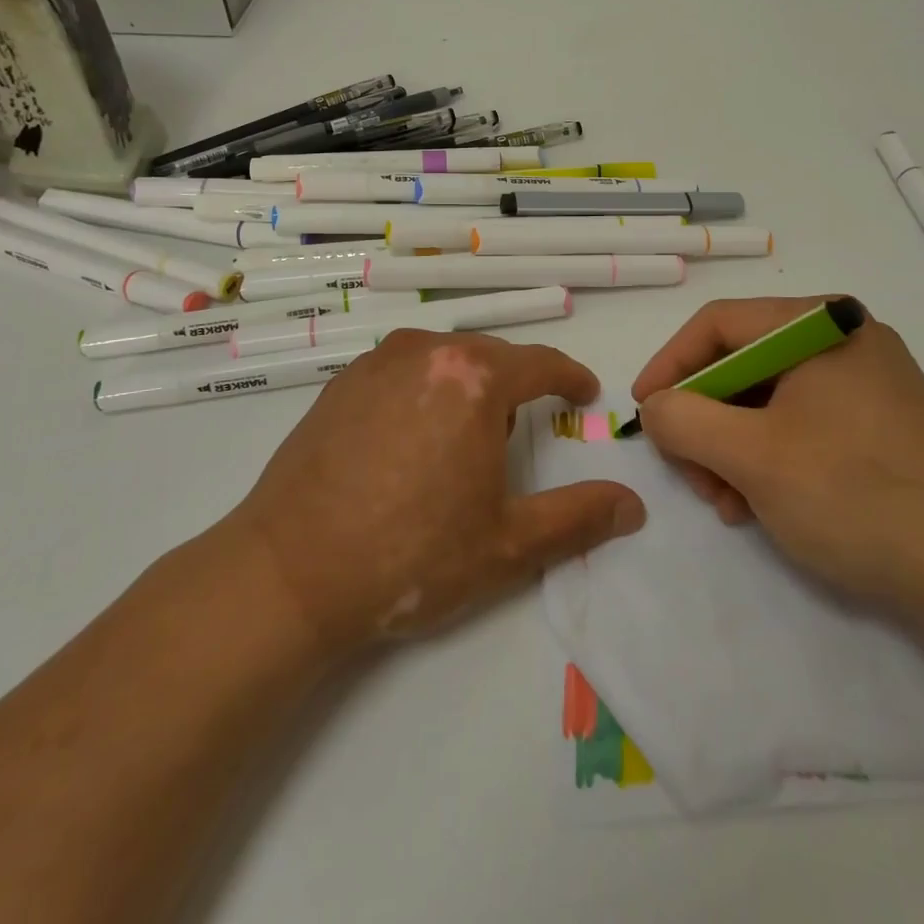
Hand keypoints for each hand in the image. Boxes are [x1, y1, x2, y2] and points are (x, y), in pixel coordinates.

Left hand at [233, 330, 645, 655]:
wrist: (290, 571)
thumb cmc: (411, 556)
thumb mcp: (507, 545)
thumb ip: (579, 518)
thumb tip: (633, 506)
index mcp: (475, 379)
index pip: (541, 363)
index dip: (570, 377)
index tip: (584, 394)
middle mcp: (428, 352)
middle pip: (491, 358)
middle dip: (514, 391)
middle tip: (512, 442)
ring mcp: (378, 362)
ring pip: (445, 360)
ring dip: (466, 390)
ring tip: (457, 446)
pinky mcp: (342, 381)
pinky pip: (403, 371)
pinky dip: (423, 392)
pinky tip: (407, 443)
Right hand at [632, 296, 923, 610]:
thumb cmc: (855, 497)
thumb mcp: (751, 457)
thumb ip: (685, 420)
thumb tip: (658, 406)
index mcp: (819, 323)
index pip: (718, 324)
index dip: (670, 364)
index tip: (643, 411)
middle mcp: (845, 338)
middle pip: (743, 363)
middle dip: (705, 420)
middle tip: (689, 473)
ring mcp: (868, 381)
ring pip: (769, 398)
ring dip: (732, 447)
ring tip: (726, 502)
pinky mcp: (881, 422)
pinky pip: (802, 422)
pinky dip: (769, 457)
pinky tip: (760, 504)